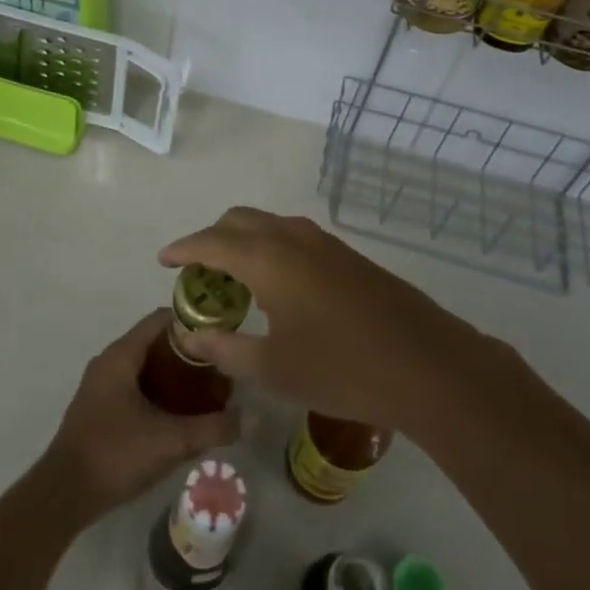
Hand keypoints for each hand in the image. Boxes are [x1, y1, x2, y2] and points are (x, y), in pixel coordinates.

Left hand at [38, 310, 242, 528]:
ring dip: (173, 373)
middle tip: (219, 366)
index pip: (159, 319)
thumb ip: (213, 428)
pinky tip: (179, 412)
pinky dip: (157, 389)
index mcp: (121, 355)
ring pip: (144, 365)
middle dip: (187, 352)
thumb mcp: (170, 441)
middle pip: (154, 342)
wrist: (63, 495)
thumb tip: (253, 419)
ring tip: (206, 389)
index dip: (191, 322)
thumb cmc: (115, 455)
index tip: (220, 334)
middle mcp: (108, 361)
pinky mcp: (99, 407)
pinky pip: (134, 384)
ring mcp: (100, 385)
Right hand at [158, 207, 475, 436]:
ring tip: (232, 280)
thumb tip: (191, 334)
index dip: (182, 249)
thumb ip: (225, 348)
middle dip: (211, 238)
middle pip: (238, 220)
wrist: (427, 365)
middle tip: (196, 272)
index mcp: (268, 258)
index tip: (162, 260)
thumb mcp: (273, 368)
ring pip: (269, 224)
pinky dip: (269, 248)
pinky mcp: (347, 255)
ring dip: (243, 241)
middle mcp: (293, 237)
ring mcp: (324, 243)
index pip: (211, 241)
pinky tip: (276, 287)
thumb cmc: (342, 369)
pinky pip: (293, 237)